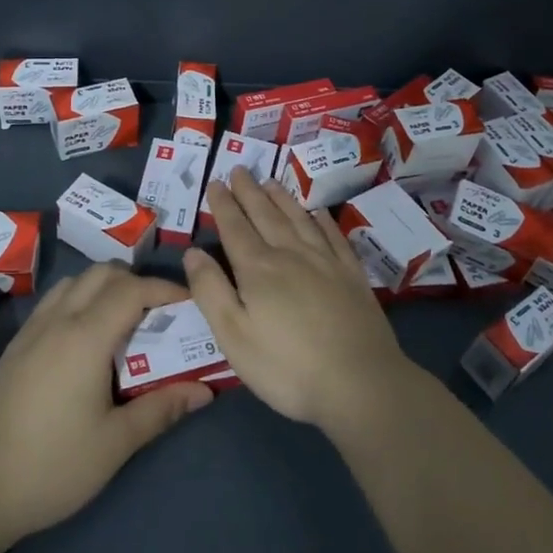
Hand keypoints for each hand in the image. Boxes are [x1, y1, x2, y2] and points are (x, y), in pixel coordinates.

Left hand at [0, 262, 211, 544]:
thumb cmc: (52, 466)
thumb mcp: (115, 443)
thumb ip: (161, 409)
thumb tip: (205, 390)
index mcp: (85, 337)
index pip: (132, 289)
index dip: (165, 289)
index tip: (190, 303)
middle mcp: (58, 321)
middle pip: (102, 273)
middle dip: (137, 281)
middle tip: (161, 312)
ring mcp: (32, 330)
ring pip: (75, 282)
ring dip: (105, 286)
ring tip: (126, 321)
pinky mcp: (16, 346)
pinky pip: (55, 301)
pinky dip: (80, 299)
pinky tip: (87, 338)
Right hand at [184, 167, 417, 434]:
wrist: (360, 382)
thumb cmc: (286, 367)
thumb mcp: (234, 336)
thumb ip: (210, 291)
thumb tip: (192, 252)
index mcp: (258, 269)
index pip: (235, 228)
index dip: (223, 204)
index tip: (216, 182)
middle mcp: (291, 254)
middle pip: (266, 215)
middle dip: (250, 192)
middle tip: (240, 169)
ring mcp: (326, 262)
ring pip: (299, 219)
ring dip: (282, 199)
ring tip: (271, 182)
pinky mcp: (351, 275)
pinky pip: (333, 236)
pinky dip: (323, 220)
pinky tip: (318, 212)